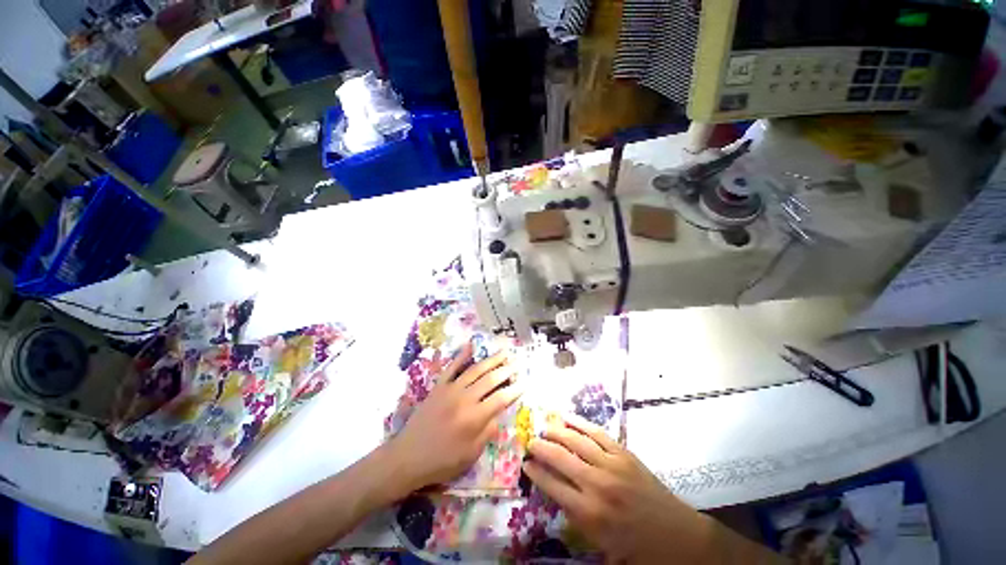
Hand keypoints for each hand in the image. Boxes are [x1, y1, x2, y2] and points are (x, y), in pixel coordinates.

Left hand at [388, 342, 522, 493]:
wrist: (407, 457)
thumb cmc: (441, 461)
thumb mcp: (470, 455)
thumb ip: (487, 432)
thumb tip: (499, 414)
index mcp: (474, 418)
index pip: (501, 398)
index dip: (515, 390)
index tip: (524, 382)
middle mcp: (465, 399)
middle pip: (490, 380)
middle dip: (506, 370)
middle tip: (517, 363)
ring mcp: (450, 389)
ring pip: (475, 370)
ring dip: (491, 360)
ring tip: (504, 352)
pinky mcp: (439, 386)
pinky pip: (452, 367)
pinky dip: (462, 355)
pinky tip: (471, 346)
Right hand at [523, 415, 720, 563]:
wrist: (677, 536)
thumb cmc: (636, 546)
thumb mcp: (600, 543)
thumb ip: (575, 516)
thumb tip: (556, 490)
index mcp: (589, 513)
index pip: (553, 486)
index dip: (536, 472)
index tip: (525, 463)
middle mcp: (597, 485)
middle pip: (560, 458)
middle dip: (541, 448)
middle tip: (530, 442)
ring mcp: (611, 465)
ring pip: (576, 440)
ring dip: (557, 431)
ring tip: (544, 427)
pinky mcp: (624, 454)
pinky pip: (597, 433)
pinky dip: (580, 423)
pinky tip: (567, 417)